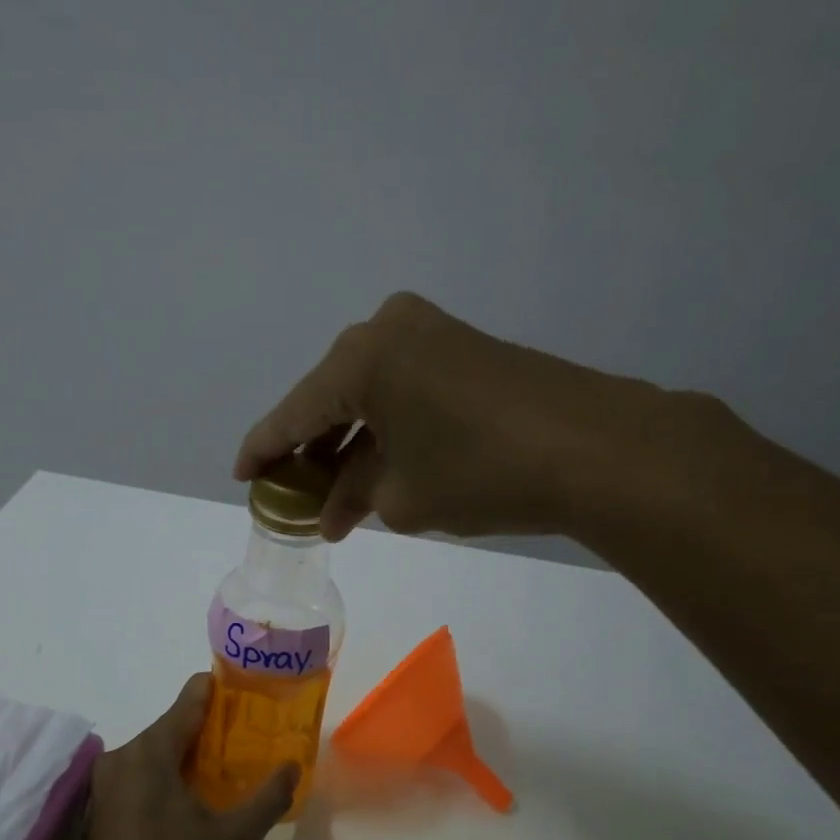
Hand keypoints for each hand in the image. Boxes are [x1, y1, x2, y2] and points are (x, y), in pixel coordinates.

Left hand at [67, 676, 296, 839]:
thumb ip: (268, 797)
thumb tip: (293, 765)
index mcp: (149, 752)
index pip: (190, 698)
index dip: (224, 690)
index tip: (254, 694)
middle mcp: (121, 757)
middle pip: (174, 725)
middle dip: (214, 729)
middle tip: (254, 739)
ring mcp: (106, 785)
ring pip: (158, 752)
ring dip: (193, 756)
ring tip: (233, 769)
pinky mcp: (102, 810)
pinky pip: (143, 775)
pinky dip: (171, 776)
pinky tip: (198, 800)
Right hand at [235, 291, 707, 543]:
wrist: (596, 449)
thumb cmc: (481, 473)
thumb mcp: (402, 497)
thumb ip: (354, 497)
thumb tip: (333, 509)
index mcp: (360, 359)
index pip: (293, 412)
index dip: (263, 449)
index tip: (242, 476)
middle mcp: (388, 330)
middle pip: (330, 399)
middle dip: (311, 451)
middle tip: (294, 495)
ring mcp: (432, 334)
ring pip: (368, 395)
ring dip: (350, 445)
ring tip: (335, 497)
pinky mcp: (466, 349)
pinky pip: (404, 390)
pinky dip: (386, 429)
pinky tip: (379, 468)